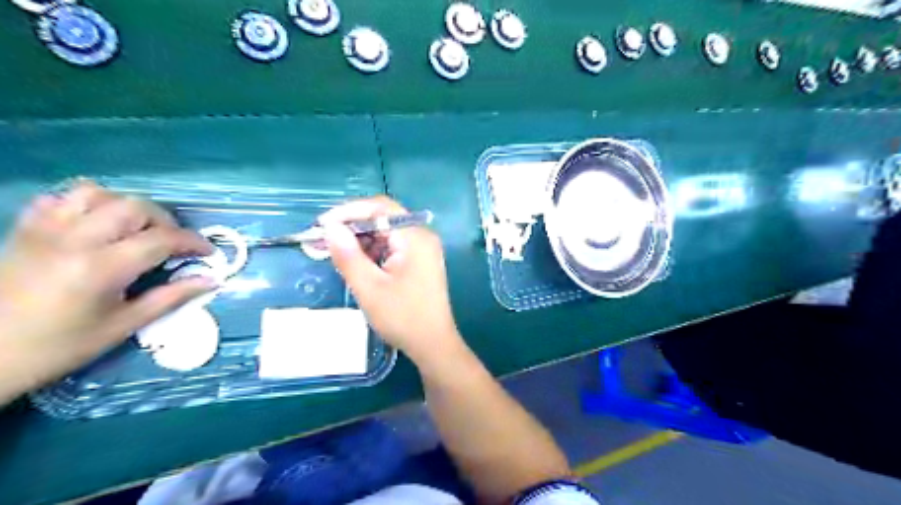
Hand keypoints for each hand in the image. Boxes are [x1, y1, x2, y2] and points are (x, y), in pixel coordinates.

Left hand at [0, 182, 214, 402]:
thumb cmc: (61, 346)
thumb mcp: (124, 326)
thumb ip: (171, 297)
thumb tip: (211, 280)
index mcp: (102, 267)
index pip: (162, 239)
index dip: (193, 242)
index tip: (208, 252)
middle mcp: (75, 239)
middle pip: (134, 206)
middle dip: (165, 221)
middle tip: (172, 244)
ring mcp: (45, 230)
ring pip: (98, 193)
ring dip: (127, 207)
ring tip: (136, 229)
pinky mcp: (25, 229)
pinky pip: (60, 198)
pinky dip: (86, 203)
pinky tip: (97, 223)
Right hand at [320, 196, 459, 365]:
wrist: (433, 345)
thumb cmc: (403, 318)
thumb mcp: (369, 288)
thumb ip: (348, 256)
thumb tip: (330, 228)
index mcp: (414, 237)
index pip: (380, 207)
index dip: (349, 211)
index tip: (322, 225)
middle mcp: (421, 237)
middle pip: (383, 219)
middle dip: (351, 227)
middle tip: (322, 241)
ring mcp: (422, 249)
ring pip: (386, 233)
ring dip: (360, 240)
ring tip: (333, 253)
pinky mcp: (419, 262)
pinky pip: (392, 247)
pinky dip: (372, 252)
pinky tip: (355, 263)